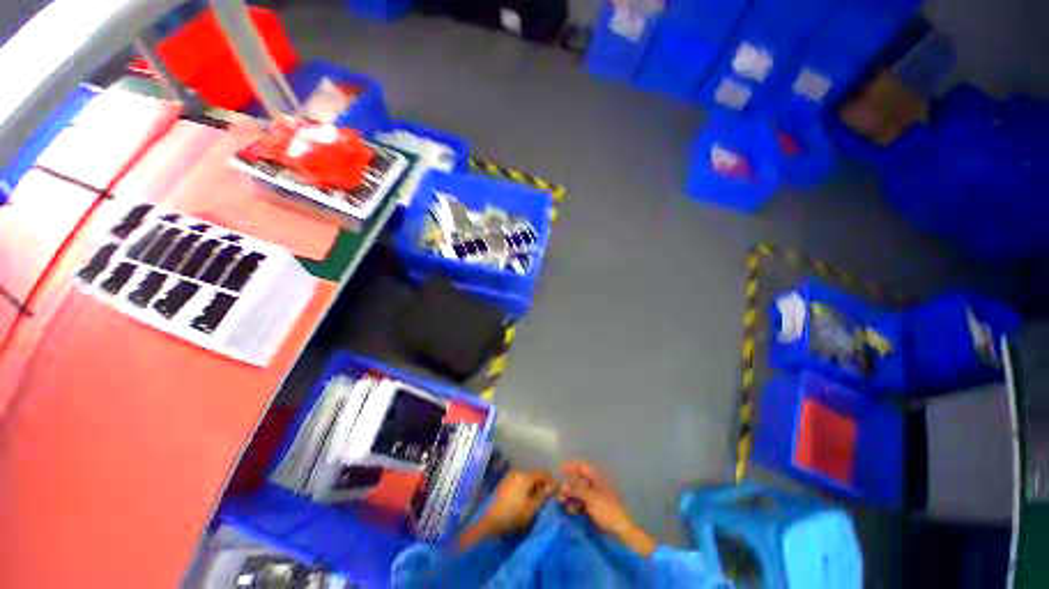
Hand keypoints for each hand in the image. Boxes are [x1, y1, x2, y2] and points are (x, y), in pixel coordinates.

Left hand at [481, 469, 555, 534]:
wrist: (489, 522)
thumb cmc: (513, 515)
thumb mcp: (531, 508)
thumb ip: (542, 495)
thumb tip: (552, 485)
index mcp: (525, 475)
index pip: (543, 473)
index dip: (551, 481)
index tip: (557, 491)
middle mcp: (517, 471)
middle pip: (534, 475)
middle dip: (542, 484)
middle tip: (548, 496)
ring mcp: (509, 476)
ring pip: (527, 478)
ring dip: (533, 486)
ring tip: (538, 499)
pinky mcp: (504, 483)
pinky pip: (519, 482)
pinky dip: (525, 487)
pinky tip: (526, 498)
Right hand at [557, 460, 656, 556]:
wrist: (620, 529)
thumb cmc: (607, 510)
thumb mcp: (591, 498)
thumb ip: (577, 490)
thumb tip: (563, 485)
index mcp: (597, 479)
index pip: (583, 468)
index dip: (572, 466)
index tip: (560, 468)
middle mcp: (595, 486)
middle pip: (579, 481)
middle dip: (568, 484)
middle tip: (558, 490)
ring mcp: (594, 498)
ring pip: (579, 493)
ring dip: (570, 496)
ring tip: (561, 501)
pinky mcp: (593, 509)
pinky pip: (581, 504)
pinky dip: (575, 505)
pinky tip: (569, 510)